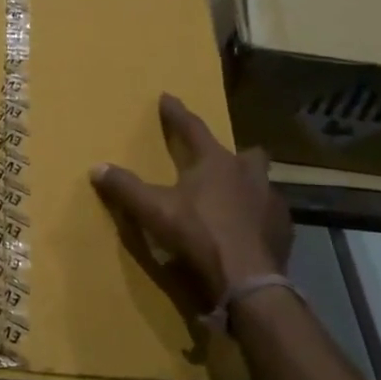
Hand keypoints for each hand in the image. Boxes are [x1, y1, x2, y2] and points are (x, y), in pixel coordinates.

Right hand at [90, 93, 291, 304]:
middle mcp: (248, 175)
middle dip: (233, 155)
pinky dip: (257, 218)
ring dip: (248, 187)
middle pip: (246, 154)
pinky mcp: (283, 230)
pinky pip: (270, 215)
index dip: (176, 114)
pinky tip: (246, 230)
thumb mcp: (154, 211)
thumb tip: (97, 167)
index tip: (167, 97)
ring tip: (232, 200)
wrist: (247, 281)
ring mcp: (271, 202)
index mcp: (215, 163)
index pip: (192, 129)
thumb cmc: (199, 236)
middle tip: (218, 162)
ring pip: (261, 184)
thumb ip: (126, 188)